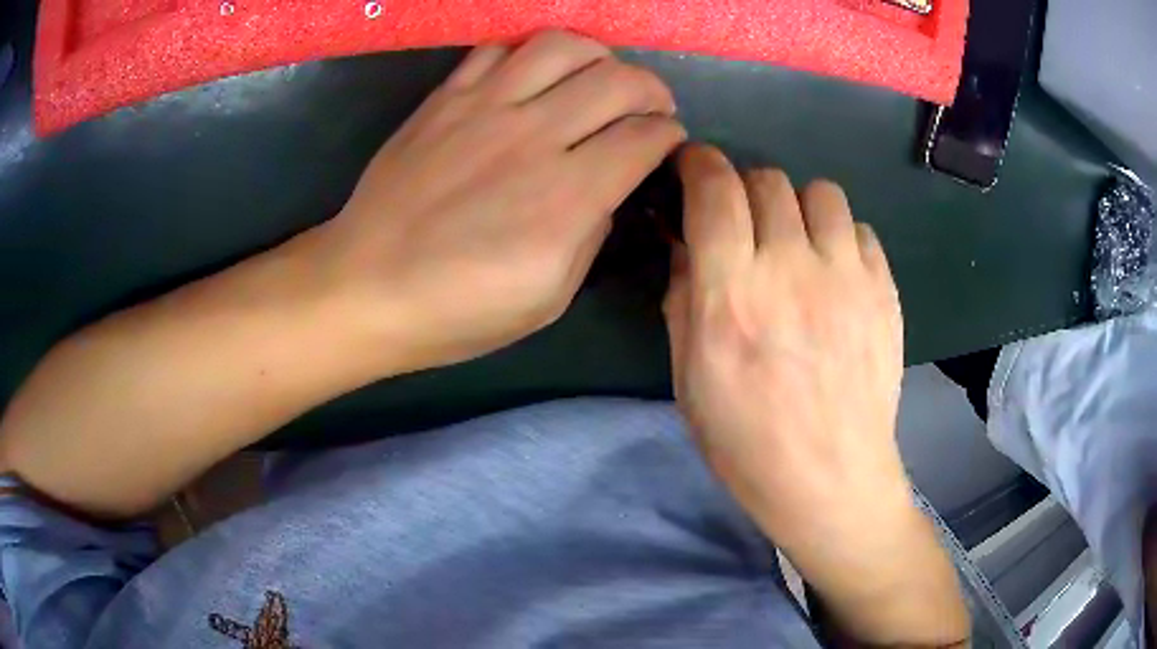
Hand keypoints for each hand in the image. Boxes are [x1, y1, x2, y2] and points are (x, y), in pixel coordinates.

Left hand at [312, 31, 684, 372]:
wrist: (365, 286)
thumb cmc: (457, 309)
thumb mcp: (547, 299)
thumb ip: (591, 236)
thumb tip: (606, 190)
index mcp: (566, 197)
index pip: (645, 136)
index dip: (669, 135)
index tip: (666, 143)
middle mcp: (533, 136)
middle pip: (619, 79)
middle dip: (651, 90)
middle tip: (648, 109)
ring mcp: (483, 107)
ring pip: (564, 47)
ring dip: (598, 57)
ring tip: (597, 79)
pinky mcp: (445, 98)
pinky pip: (499, 48)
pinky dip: (529, 54)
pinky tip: (532, 79)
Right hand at [663, 145, 966, 643]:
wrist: (830, 480)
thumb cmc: (747, 443)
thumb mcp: (689, 379)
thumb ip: (683, 299)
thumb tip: (688, 246)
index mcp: (733, 295)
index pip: (714, 189)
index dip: (699, 163)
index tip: (693, 168)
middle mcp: (792, 269)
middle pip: (768, 179)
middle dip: (744, 188)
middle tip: (742, 221)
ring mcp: (848, 277)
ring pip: (820, 192)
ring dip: (797, 206)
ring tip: (795, 242)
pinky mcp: (884, 290)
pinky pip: (859, 229)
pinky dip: (839, 237)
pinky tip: (834, 273)